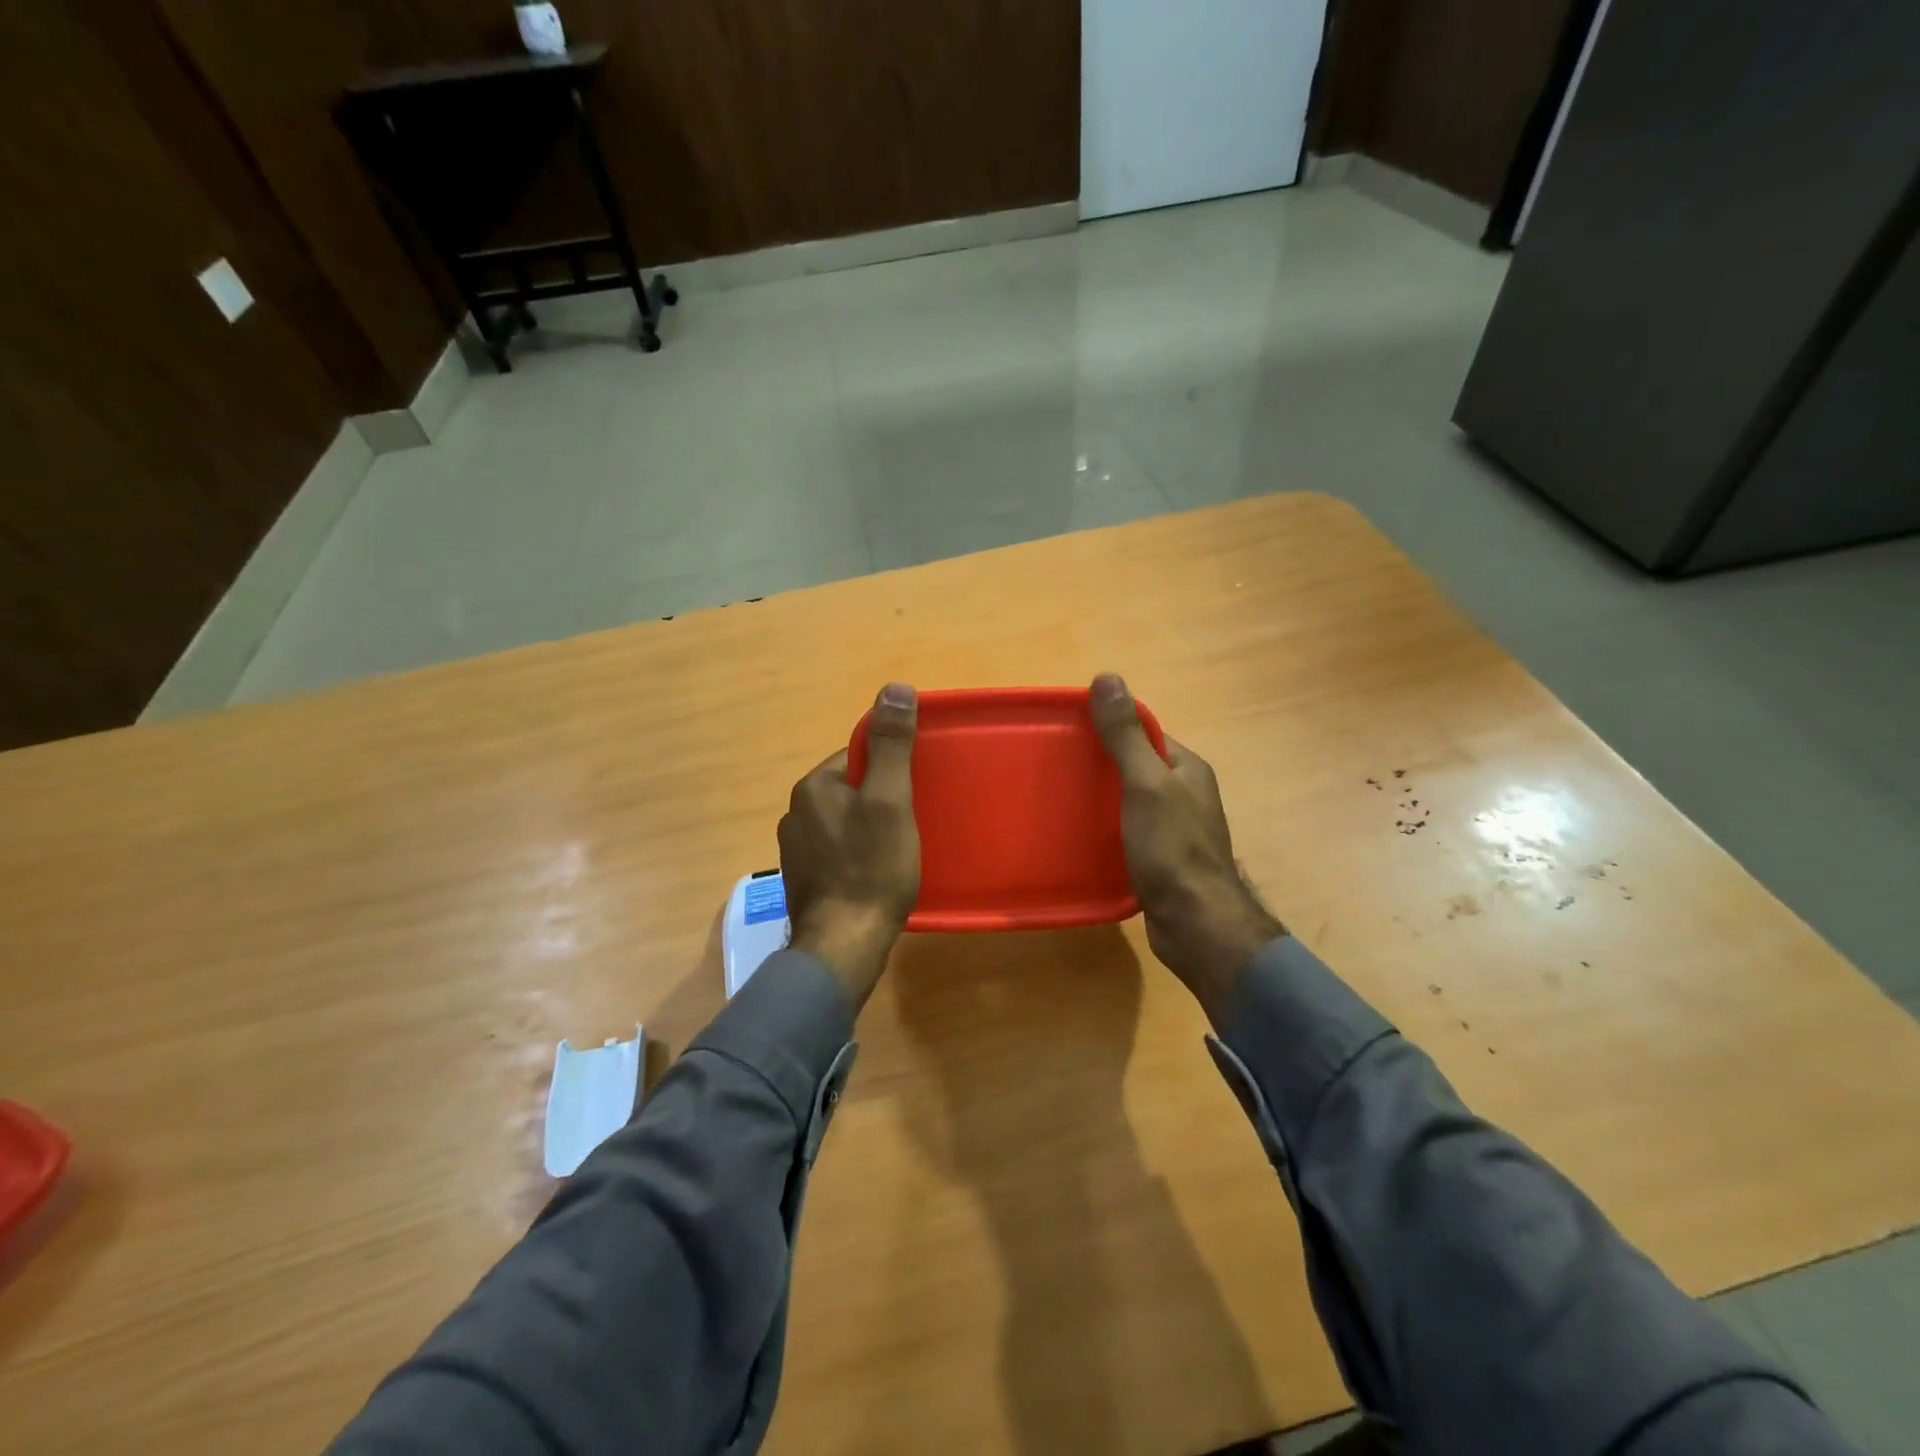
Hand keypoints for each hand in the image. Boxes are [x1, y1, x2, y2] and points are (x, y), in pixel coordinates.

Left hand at [779, 683, 920, 1010]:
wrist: (844, 946)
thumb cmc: (872, 868)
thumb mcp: (890, 800)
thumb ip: (891, 745)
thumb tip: (894, 688)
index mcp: (811, 787)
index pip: (855, 757)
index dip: (890, 770)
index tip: (914, 792)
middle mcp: (794, 813)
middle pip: (849, 789)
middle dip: (880, 798)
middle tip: (912, 822)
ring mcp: (795, 850)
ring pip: (843, 821)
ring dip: (869, 826)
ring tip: (898, 849)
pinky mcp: (803, 880)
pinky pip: (836, 850)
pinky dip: (857, 854)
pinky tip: (876, 873)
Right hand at [1089, 673, 1284, 1022]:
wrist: (1196, 924)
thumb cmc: (1172, 848)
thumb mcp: (1146, 784)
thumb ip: (1126, 735)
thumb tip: (1107, 677)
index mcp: (1187, 768)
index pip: (1145, 733)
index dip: (1110, 728)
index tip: (1070, 731)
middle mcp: (1185, 794)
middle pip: (1135, 766)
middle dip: (1100, 764)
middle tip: (1057, 767)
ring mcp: (1174, 829)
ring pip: (1130, 801)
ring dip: (1100, 798)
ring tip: (1060, 799)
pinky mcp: (1160, 859)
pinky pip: (1128, 831)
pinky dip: (1105, 828)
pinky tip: (1079, 835)